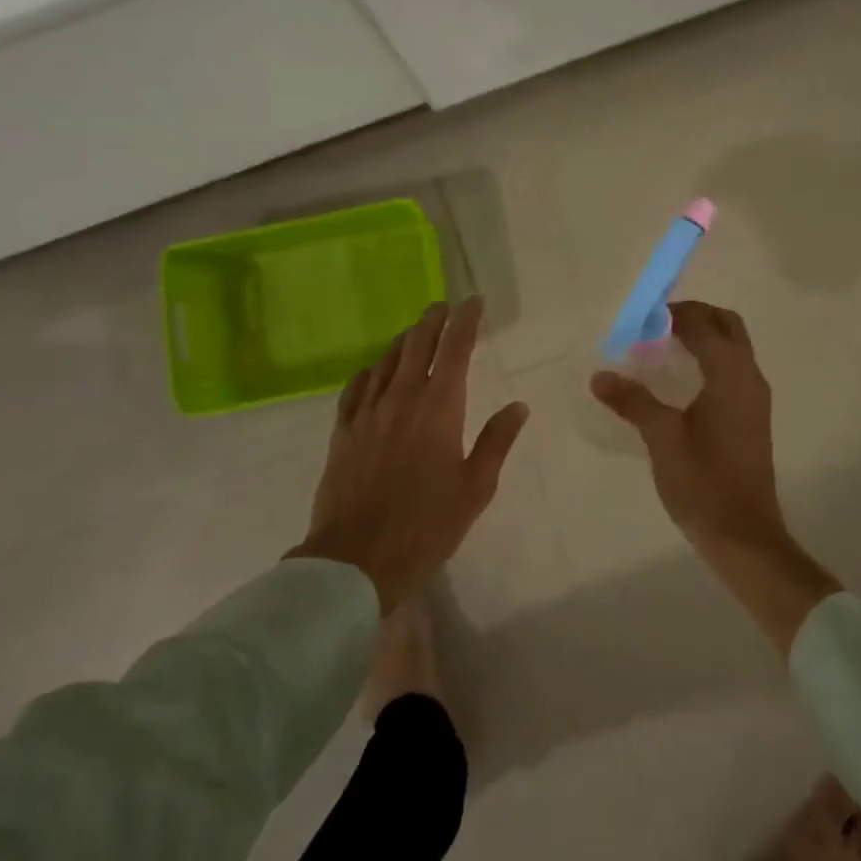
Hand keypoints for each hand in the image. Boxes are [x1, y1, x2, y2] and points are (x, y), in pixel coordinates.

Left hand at [291, 297, 527, 610]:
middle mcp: (401, 398)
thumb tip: (518, 406)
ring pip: (386, 361)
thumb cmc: (426, 525)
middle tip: (444, 306)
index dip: (465, 321)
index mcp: (439, 407)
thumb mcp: (475, 487)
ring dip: (404, 340)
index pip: (455, 349)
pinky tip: (374, 371)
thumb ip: (496, 441)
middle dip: (433, 320)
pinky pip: (356, 388)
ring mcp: (367, 413)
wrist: (356, 558)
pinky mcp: (343, 432)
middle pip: (417, 345)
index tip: (474, 301)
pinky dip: (371, 371)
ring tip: (416, 332)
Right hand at [590, 301, 781, 549]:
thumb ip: (633, 401)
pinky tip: (682, 379)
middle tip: (658, 323)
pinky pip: (734, 369)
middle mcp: (749, 377)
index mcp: (730, 375)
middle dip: (696, 316)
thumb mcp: (661, 437)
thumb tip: (600, 376)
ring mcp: (754, 398)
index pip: (704, 326)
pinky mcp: (752, 417)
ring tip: (664, 345)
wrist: (743, 534)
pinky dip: (711, 358)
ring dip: (705, 336)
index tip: (642, 316)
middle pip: (728, 326)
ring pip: (734, 347)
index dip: (674, 314)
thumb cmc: (702, 481)